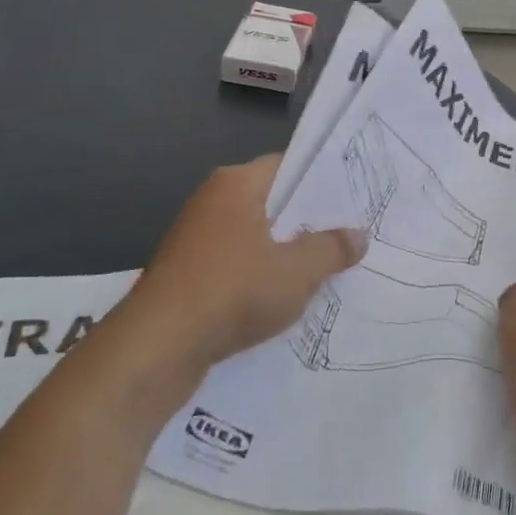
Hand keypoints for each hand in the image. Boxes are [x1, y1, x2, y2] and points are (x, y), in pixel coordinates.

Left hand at [125, 156, 364, 371]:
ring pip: (253, 238)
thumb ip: (331, 249)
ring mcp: (194, 240)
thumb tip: (358, 236)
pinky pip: (234, 267)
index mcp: (235, 184)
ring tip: (323, 270)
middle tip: (347, 234)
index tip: (352, 198)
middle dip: (306, 221)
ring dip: (282, 254)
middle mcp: (211, 202)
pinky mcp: (185, 276)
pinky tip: (283, 300)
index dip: (321, 180)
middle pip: (271, 202)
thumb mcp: (297, 271)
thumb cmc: (233, 291)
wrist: (157, 348)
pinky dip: (258, 278)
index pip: (287, 166)